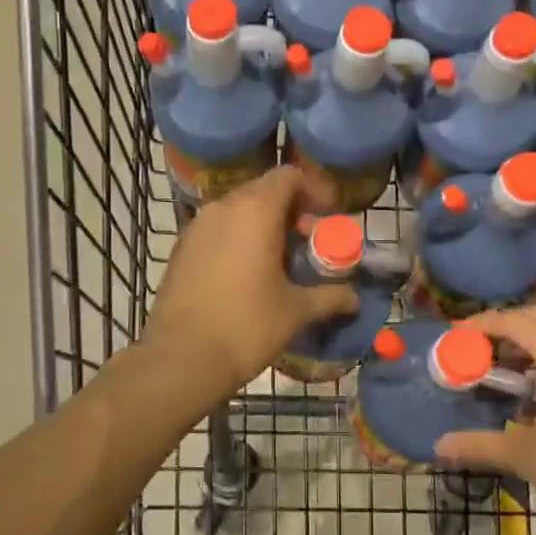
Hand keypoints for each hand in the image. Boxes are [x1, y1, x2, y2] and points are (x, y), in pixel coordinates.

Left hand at [145, 167, 359, 400]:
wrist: (181, 358)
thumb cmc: (246, 326)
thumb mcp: (296, 311)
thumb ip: (329, 297)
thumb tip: (355, 299)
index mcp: (255, 211)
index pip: (288, 176)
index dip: (312, 190)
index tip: (326, 216)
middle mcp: (223, 208)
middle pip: (262, 191)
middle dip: (289, 209)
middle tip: (307, 241)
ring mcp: (196, 227)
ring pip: (237, 210)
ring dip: (261, 224)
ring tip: (279, 259)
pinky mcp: (181, 248)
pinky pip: (216, 229)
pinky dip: (236, 238)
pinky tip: (246, 273)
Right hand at [435, 304, 535, 534]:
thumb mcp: (528, 457)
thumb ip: (481, 446)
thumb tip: (439, 446)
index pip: (518, 322)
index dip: (483, 323)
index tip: (455, 334)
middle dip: (507, 322)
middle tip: (478, 344)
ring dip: (529, 337)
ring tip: (500, 363)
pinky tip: (532, 387)